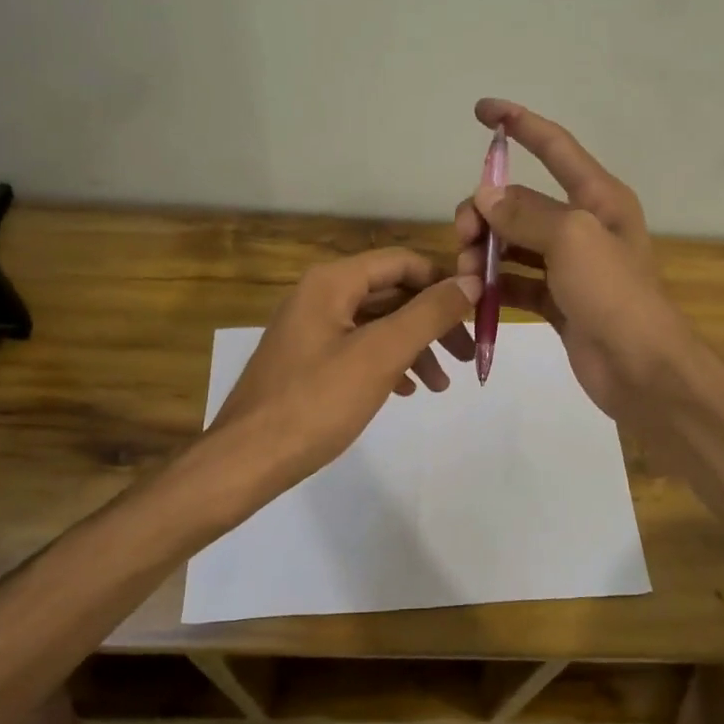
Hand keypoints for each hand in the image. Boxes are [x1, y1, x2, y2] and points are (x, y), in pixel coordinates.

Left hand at [209, 247, 479, 494]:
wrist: (247, 460)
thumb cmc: (316, 402)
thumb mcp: (381, 354)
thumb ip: (429, 314)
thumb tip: (472, 281)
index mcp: (332, 282)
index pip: (401, 262)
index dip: (442, 282)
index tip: (476, 313)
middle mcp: (319, 296)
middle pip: (391, 293)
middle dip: (433, 321)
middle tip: (466, 354)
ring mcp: (311, 329)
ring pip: (377, 324)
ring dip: (414, 347)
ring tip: (439, 385)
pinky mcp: (307, 361)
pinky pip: (358, 348)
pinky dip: (388, 363)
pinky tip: (405, 390)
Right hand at [454, 99, 694, 418]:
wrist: (642, 369)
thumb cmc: (614, 294)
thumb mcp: (572, 239)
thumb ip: (526, 212)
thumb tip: (486, 197)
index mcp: (598, 198)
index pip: (555, 146)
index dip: (519, 124)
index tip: (481, 110)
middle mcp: (584, 226)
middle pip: (522, 201)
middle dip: (486, 211)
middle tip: (464, 236)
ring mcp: (571, 266)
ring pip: (515, 243)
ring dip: (487, 251)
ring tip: (469, 272)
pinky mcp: (559, 301)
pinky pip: (518, 282)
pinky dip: (497, 286)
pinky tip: (476, 295)